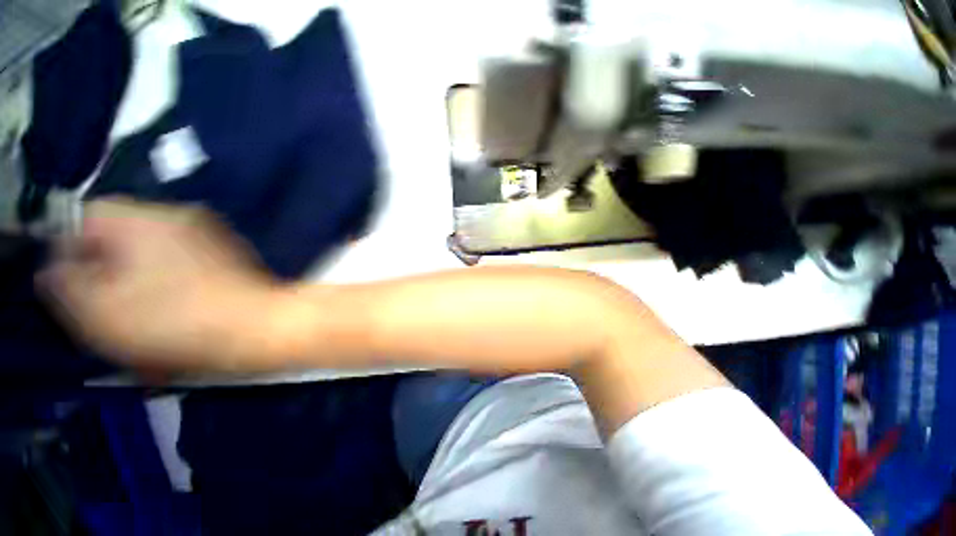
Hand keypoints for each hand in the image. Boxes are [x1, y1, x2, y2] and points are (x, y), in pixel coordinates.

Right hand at [39, 198, 283, 372]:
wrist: (263, 325)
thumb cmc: (175, 320)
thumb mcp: (98, 308)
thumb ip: (64, 283)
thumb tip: (54, 269)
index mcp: (144, 218)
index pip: (86, 217)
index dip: (69, 251)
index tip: (71, 288)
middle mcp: (180, 218)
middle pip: (121, 239)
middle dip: (106, 274)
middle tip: (105, 311)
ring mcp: (211, 238)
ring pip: (153, 259)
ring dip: (138, 290)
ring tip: (140, 325)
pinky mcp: (230, 259)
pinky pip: (184, 270)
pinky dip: (170, 292)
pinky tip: (171, 320)